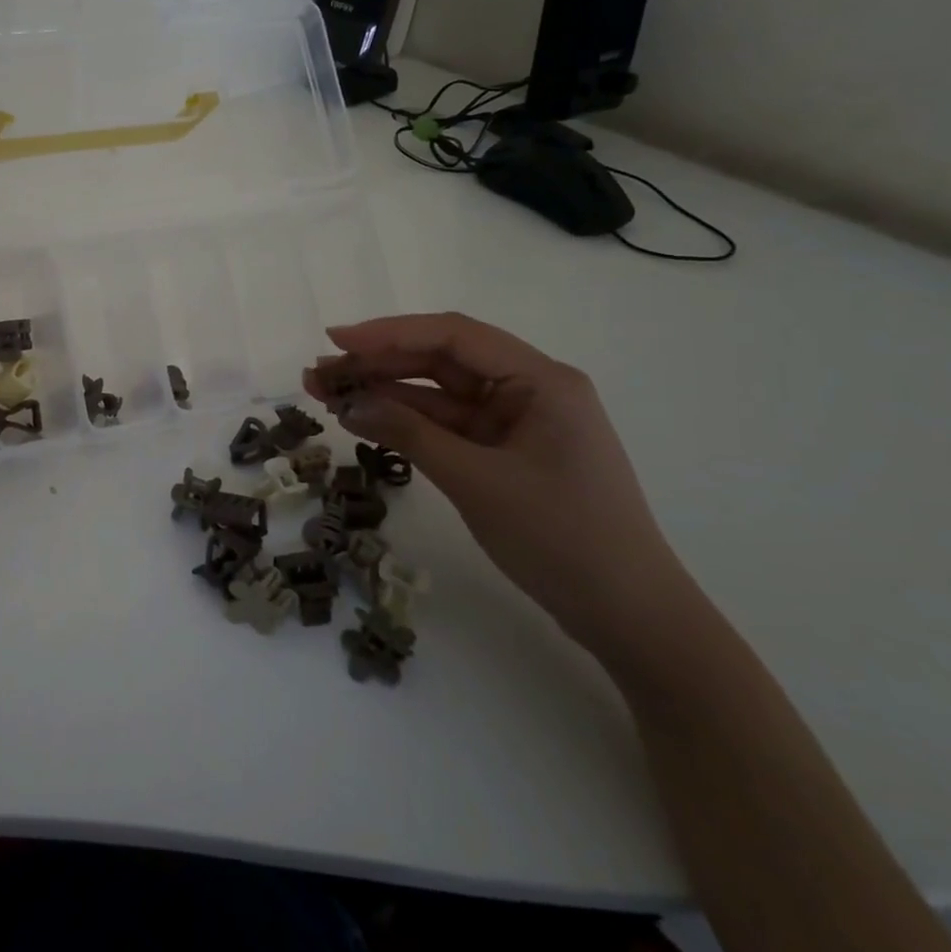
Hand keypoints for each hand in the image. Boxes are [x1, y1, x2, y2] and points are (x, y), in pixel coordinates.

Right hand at [303, 312, 696, 662]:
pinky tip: (363, 420)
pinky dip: (405, 421)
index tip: (336, 339)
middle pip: (441, 359)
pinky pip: (445, 423)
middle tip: (320, 374)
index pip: (453, 336)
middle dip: (378, 363)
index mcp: (540, 380)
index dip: (389, 333)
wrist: (631, 618)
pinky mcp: (504, 450)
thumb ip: (409, 435)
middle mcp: (529, 389)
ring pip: (437, 391)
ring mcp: (516, 421)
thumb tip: (348, 403)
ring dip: (384, 392)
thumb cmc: (563, 540)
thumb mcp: (477, 482)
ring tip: (327, 394)